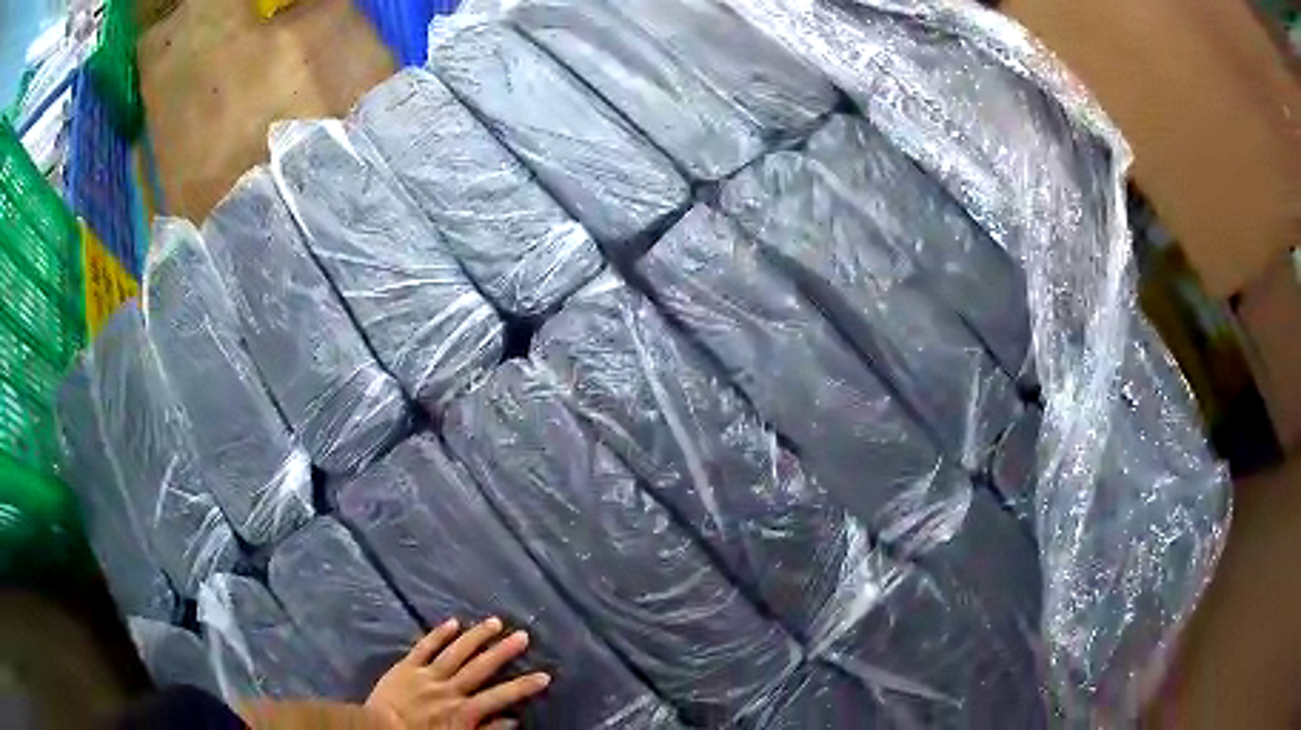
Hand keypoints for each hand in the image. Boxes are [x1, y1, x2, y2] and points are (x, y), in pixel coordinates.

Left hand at [365, 617, 550, 728]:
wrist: (380, 729)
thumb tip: (513, 720)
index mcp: (464, 710)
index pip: (501, 696)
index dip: (524, 686)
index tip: (545, 675)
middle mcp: (450, 688)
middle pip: (481, 667)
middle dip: (503, 651)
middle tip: (523, 635)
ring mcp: (427, 674)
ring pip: (456, 652)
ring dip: (476, 636)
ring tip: (495, 621)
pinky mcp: (407, 666)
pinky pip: (424, 647)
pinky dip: (439, 634)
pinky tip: (453, 622)